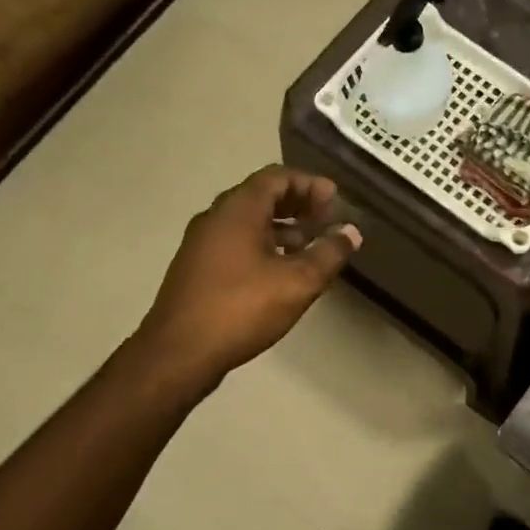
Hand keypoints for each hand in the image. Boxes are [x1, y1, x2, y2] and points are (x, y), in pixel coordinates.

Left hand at [136, 165, 361, 388]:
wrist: (179, 353)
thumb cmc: (242, 308)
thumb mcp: (298, 282)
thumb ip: (329, 253)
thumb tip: (350, 232)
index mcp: (238, 209)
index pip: (277, 177)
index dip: (310, 184)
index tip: (335, 201)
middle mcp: (216, 217)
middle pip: (262, 196)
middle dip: (298, 204)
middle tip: (327, 220)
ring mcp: (202, 243)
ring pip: (248, 221)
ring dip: (282, 227)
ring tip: (311, 246)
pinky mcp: (197, 268)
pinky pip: (236, 242)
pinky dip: (264, 244)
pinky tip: (282, 271)